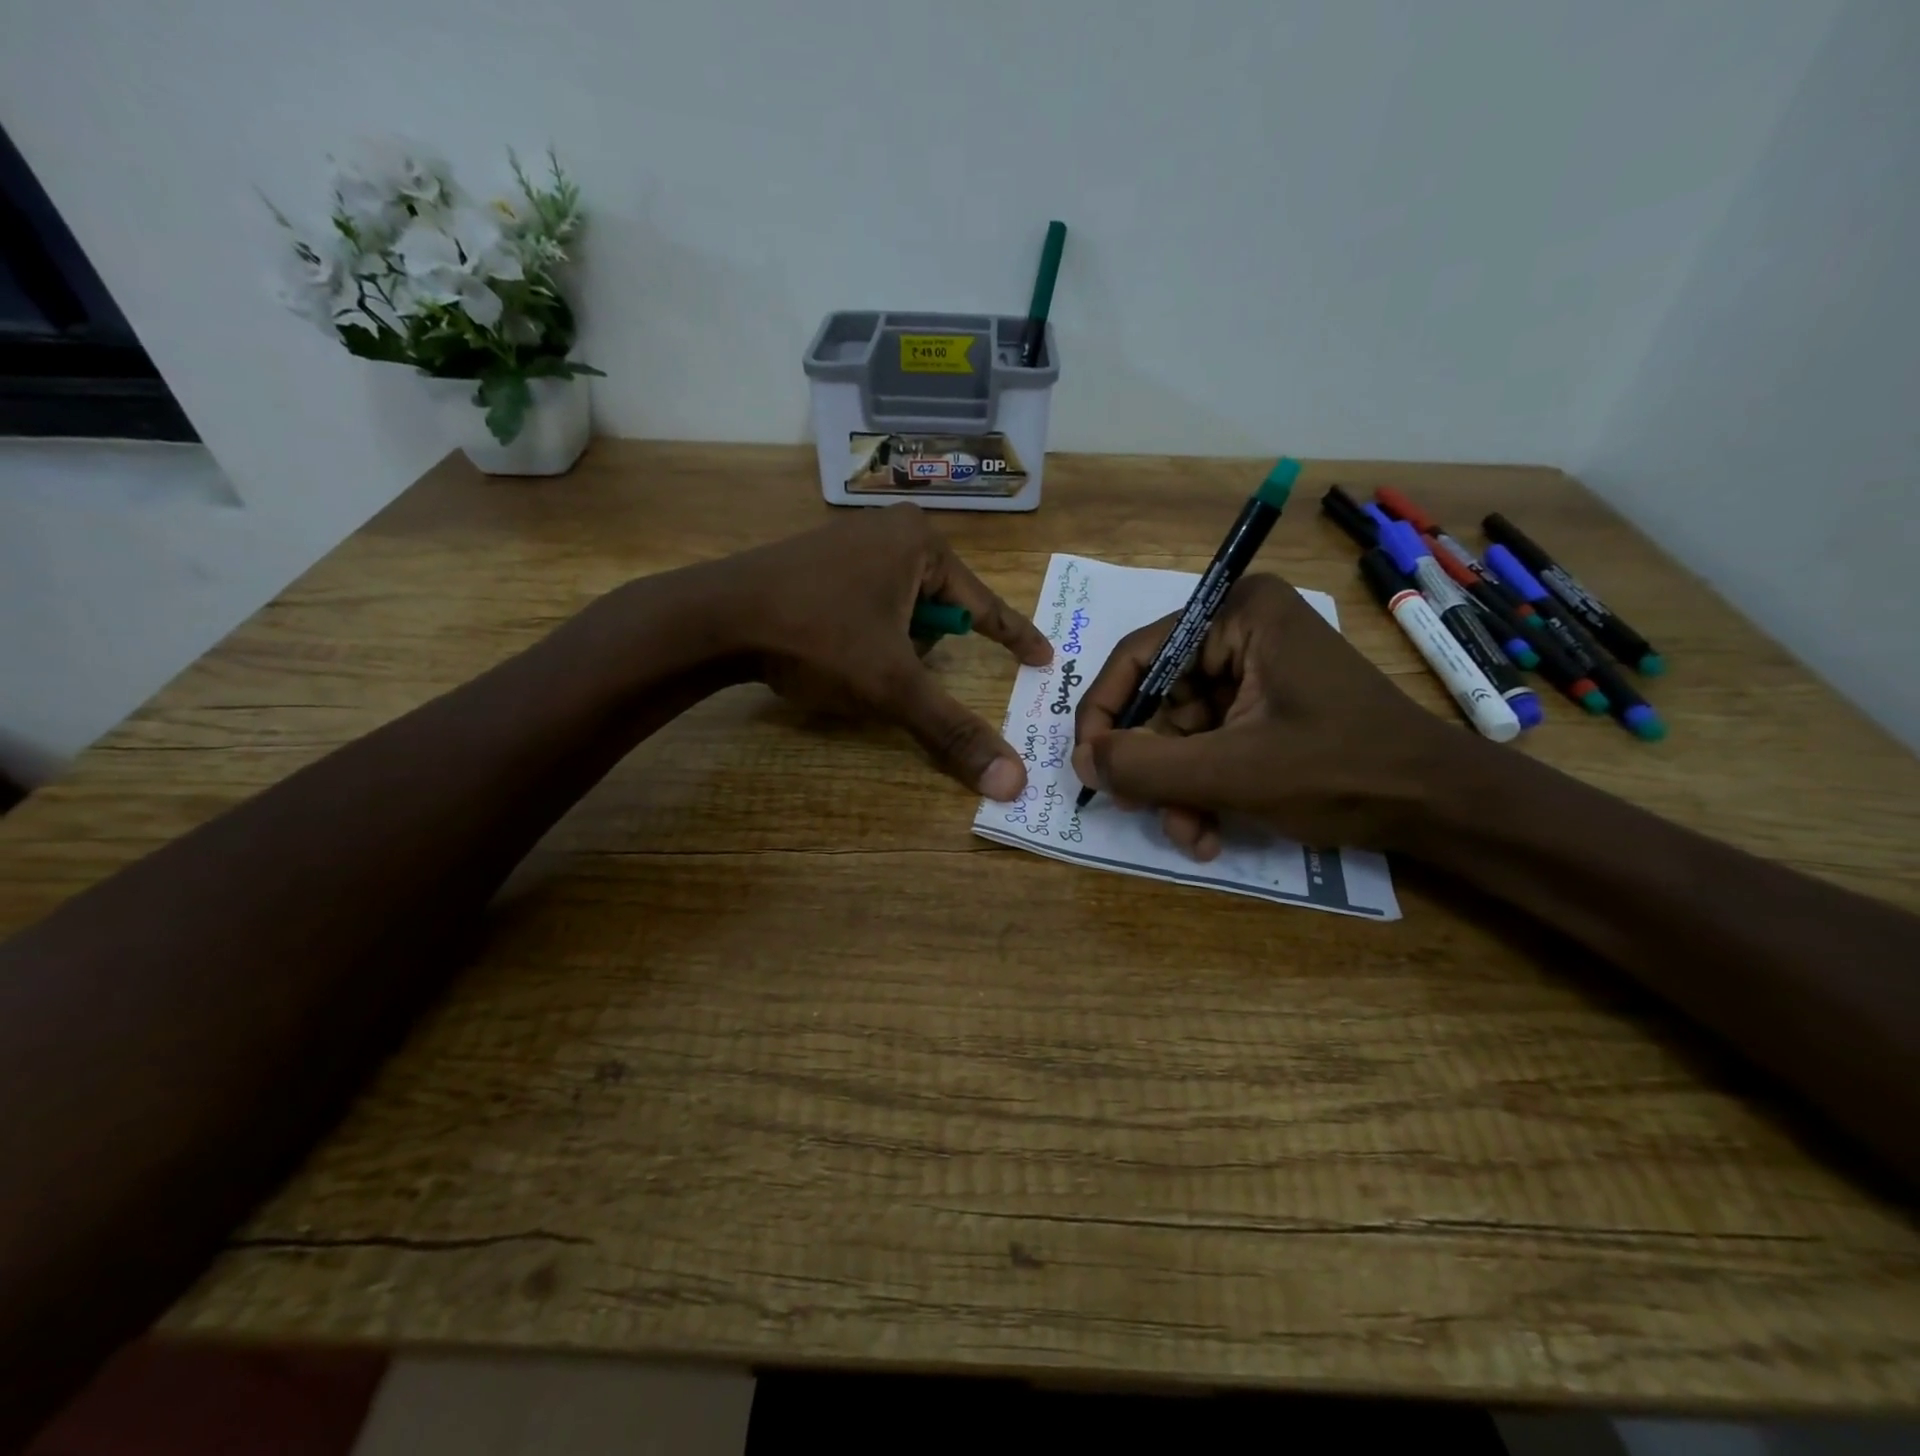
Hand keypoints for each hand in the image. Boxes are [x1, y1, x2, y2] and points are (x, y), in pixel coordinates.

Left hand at [720, 505, 1051, 798]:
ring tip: (853, 659)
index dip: (1015, 637)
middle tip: (894, 669)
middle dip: (924, 648)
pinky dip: (864, 631)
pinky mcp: (817, 559)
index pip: (985, 604)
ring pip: (899, 608)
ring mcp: (849, 540)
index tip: (1044, 658)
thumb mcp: (892, 687)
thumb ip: (952, 731)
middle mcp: (890, 531)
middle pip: (938, 609)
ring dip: (892, 643)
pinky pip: (866, 600)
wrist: (713, 617)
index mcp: (921, 545)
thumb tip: (1013, 783)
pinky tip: (831, 645)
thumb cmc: (817, 637)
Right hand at [1072, 573, 1456, 856]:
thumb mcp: (1232, 771)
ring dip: (1177, 788)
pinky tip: (1209, 833)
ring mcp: (1256, 671)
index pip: (1139, 656)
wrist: (1439, 807)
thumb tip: (1079, 760)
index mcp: (1238, 613)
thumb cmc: (1341, 771)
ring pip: (1181, 731)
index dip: (1105, 713)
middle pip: (1160, 698)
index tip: (1088, 765)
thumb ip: (1145, 766)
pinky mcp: (1266, 707)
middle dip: (1153, 766)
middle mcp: (1242, 630)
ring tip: (1190, 835)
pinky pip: (1209, 744)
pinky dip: (1202, 788)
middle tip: (1142, 810)